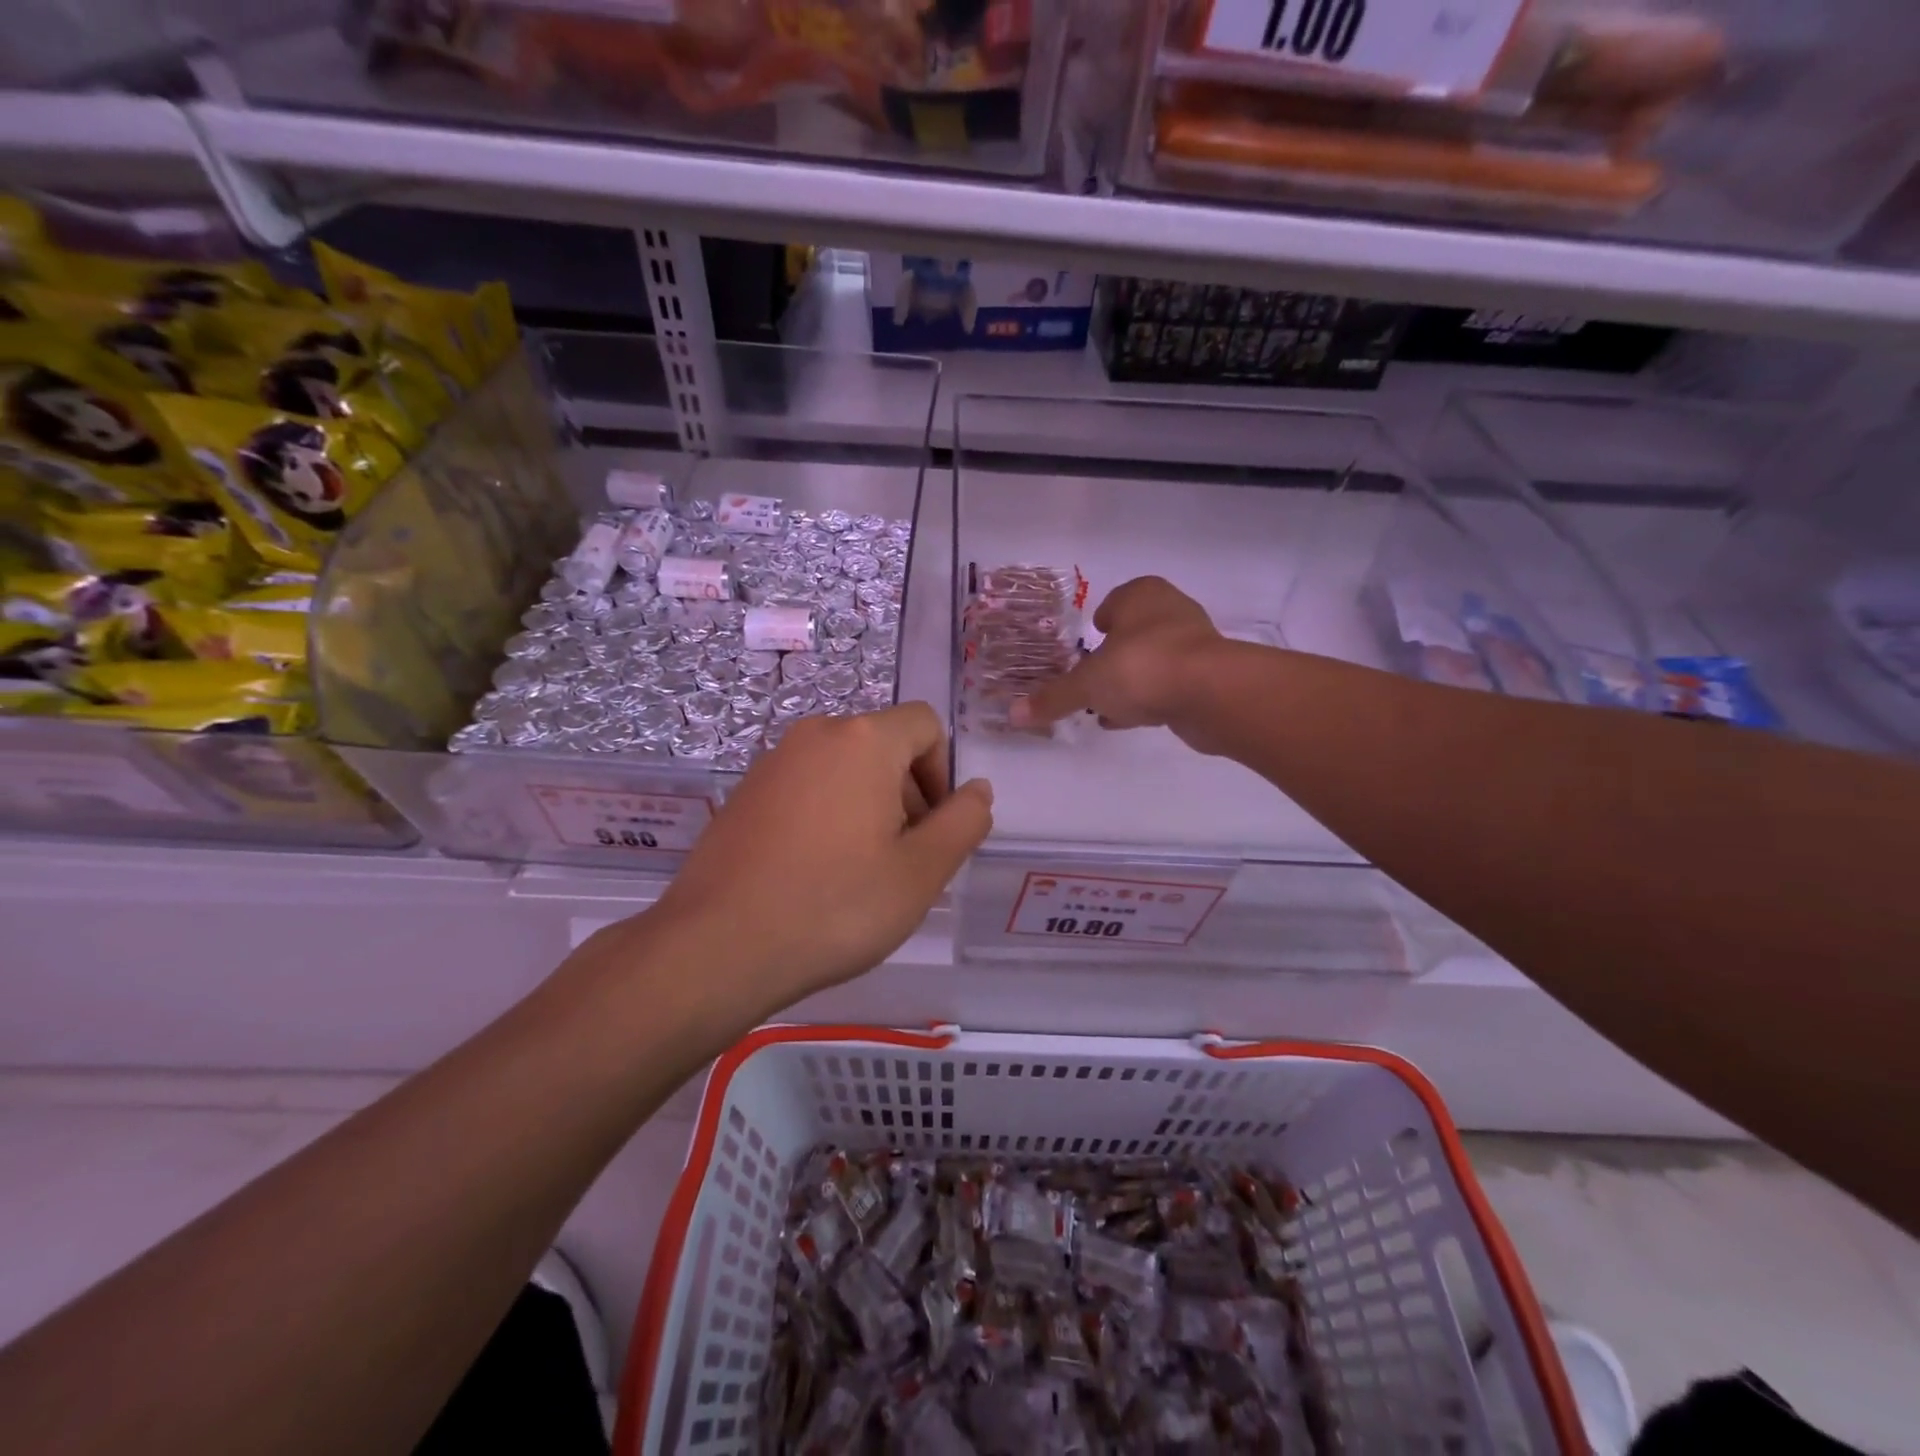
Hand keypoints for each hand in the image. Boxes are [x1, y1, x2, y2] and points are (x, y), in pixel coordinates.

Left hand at [645, 703, 992, 1012]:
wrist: (717, 946)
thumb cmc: (834, 906)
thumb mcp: (920, 872)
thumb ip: (963, 823)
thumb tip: (978, 790)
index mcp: (863, 741)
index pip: (926, 724)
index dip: (943, 772)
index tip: (933, 828)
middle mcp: (816, 735)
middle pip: (884, 745)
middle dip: (908, 792)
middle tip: (902, 859)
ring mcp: (773, 762)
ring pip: (844, 768)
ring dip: (868, 806)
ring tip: (859, 872)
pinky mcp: (744, 793)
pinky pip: (806, 787)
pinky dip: (827, 815)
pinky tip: (815, 873)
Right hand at [1009, 577, 1226, 746]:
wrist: (1210, 693)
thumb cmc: (1141, 668)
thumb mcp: (1087, 685)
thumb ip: (1053, 698)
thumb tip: (1014, 714)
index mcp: (1142, 595)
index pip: (1116, 600)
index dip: (1101, 619)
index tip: (1089, 639)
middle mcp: (1171, 611)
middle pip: (1136, 631)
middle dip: (1116, 653)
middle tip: (1094, 675)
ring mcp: (1195, 643)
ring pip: (1154, 659)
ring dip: (1133, 679)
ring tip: (1107, 705)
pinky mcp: (1209, 676)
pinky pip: (1169, 685)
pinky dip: (1151, 698)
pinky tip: (1131, 719)